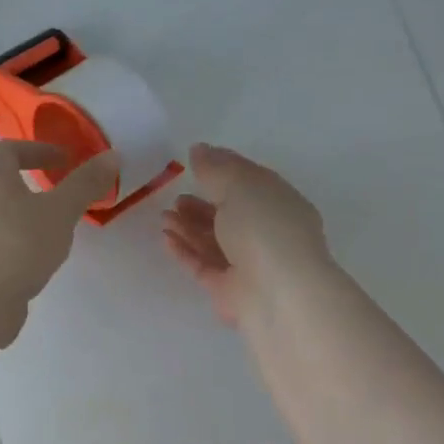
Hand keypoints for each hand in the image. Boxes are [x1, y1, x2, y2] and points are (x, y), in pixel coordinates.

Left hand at [0, 142, 119, 313]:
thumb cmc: (17, 243)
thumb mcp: (59, 211)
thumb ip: (84, 184)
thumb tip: (112, 155)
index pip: (9, 149)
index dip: (38, 149)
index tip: (65, 160)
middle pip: (2, 182)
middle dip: (33, 185)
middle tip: (64, 196)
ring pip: (1, 215)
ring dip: (27, 217)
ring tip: (58, 231)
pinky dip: (20, 244)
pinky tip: (39, 262)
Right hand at [161, 143, 330, 325]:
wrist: (278, 294)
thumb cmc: (264, 229)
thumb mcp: (239, 186)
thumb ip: (215, 168)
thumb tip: (199, 149)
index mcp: (279, 203)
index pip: (250, 181)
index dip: (223, 169)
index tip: (194, 161)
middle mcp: (267, 233)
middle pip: (230, 214)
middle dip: (201, 204)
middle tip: (175, 197)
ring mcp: (249, 263)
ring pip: (214, 240)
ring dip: (188, 226)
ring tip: (164, 217)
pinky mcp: (229, 289)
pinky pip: (203, 264)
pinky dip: (185, 250)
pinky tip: (166, 238)